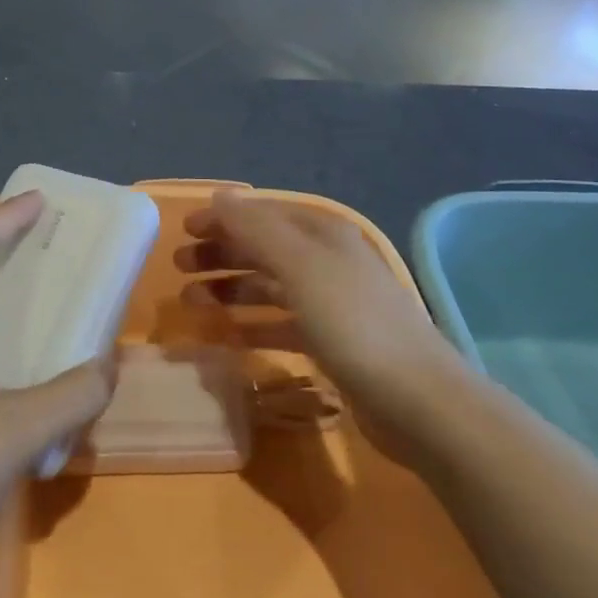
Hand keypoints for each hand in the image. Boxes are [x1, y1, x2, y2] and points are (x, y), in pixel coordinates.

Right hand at [176, 190, 459, 437]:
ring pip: (269, 286)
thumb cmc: (353, 323)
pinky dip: (252, 324)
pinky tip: (225, 335)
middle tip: (179, 267)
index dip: (224, 218)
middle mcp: (327, 262)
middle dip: (221, 253)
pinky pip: (281, 324)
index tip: (183, 230)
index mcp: (323, 235)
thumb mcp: (300, 267)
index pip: (263, 214)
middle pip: (264, 248)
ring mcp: (331, 304)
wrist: (418, 402)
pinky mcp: (332, 344)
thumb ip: (256, 229)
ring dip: (230, 289)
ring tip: (190, 301)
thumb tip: (220, 195)